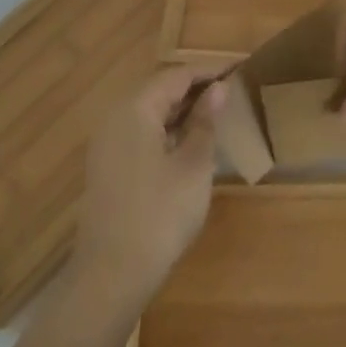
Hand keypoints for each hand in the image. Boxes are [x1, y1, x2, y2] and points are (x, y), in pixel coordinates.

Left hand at [71, 65, 221, 319]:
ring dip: (181, 110)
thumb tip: (219, 89)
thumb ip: (205, 122)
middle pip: (159, 90)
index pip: (176, 76)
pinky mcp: (107, 166)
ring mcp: (107, 143)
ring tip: (216, 116)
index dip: (209, 72)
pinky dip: (165, 130)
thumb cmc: (160, 214)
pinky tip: (188, 143)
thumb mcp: (194, 165)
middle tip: (231, 94)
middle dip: (195, 89)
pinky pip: (140, 132)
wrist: (112, 275)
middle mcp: (115, 117)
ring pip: (149, 112)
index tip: (239, 71)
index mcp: (135, 108)